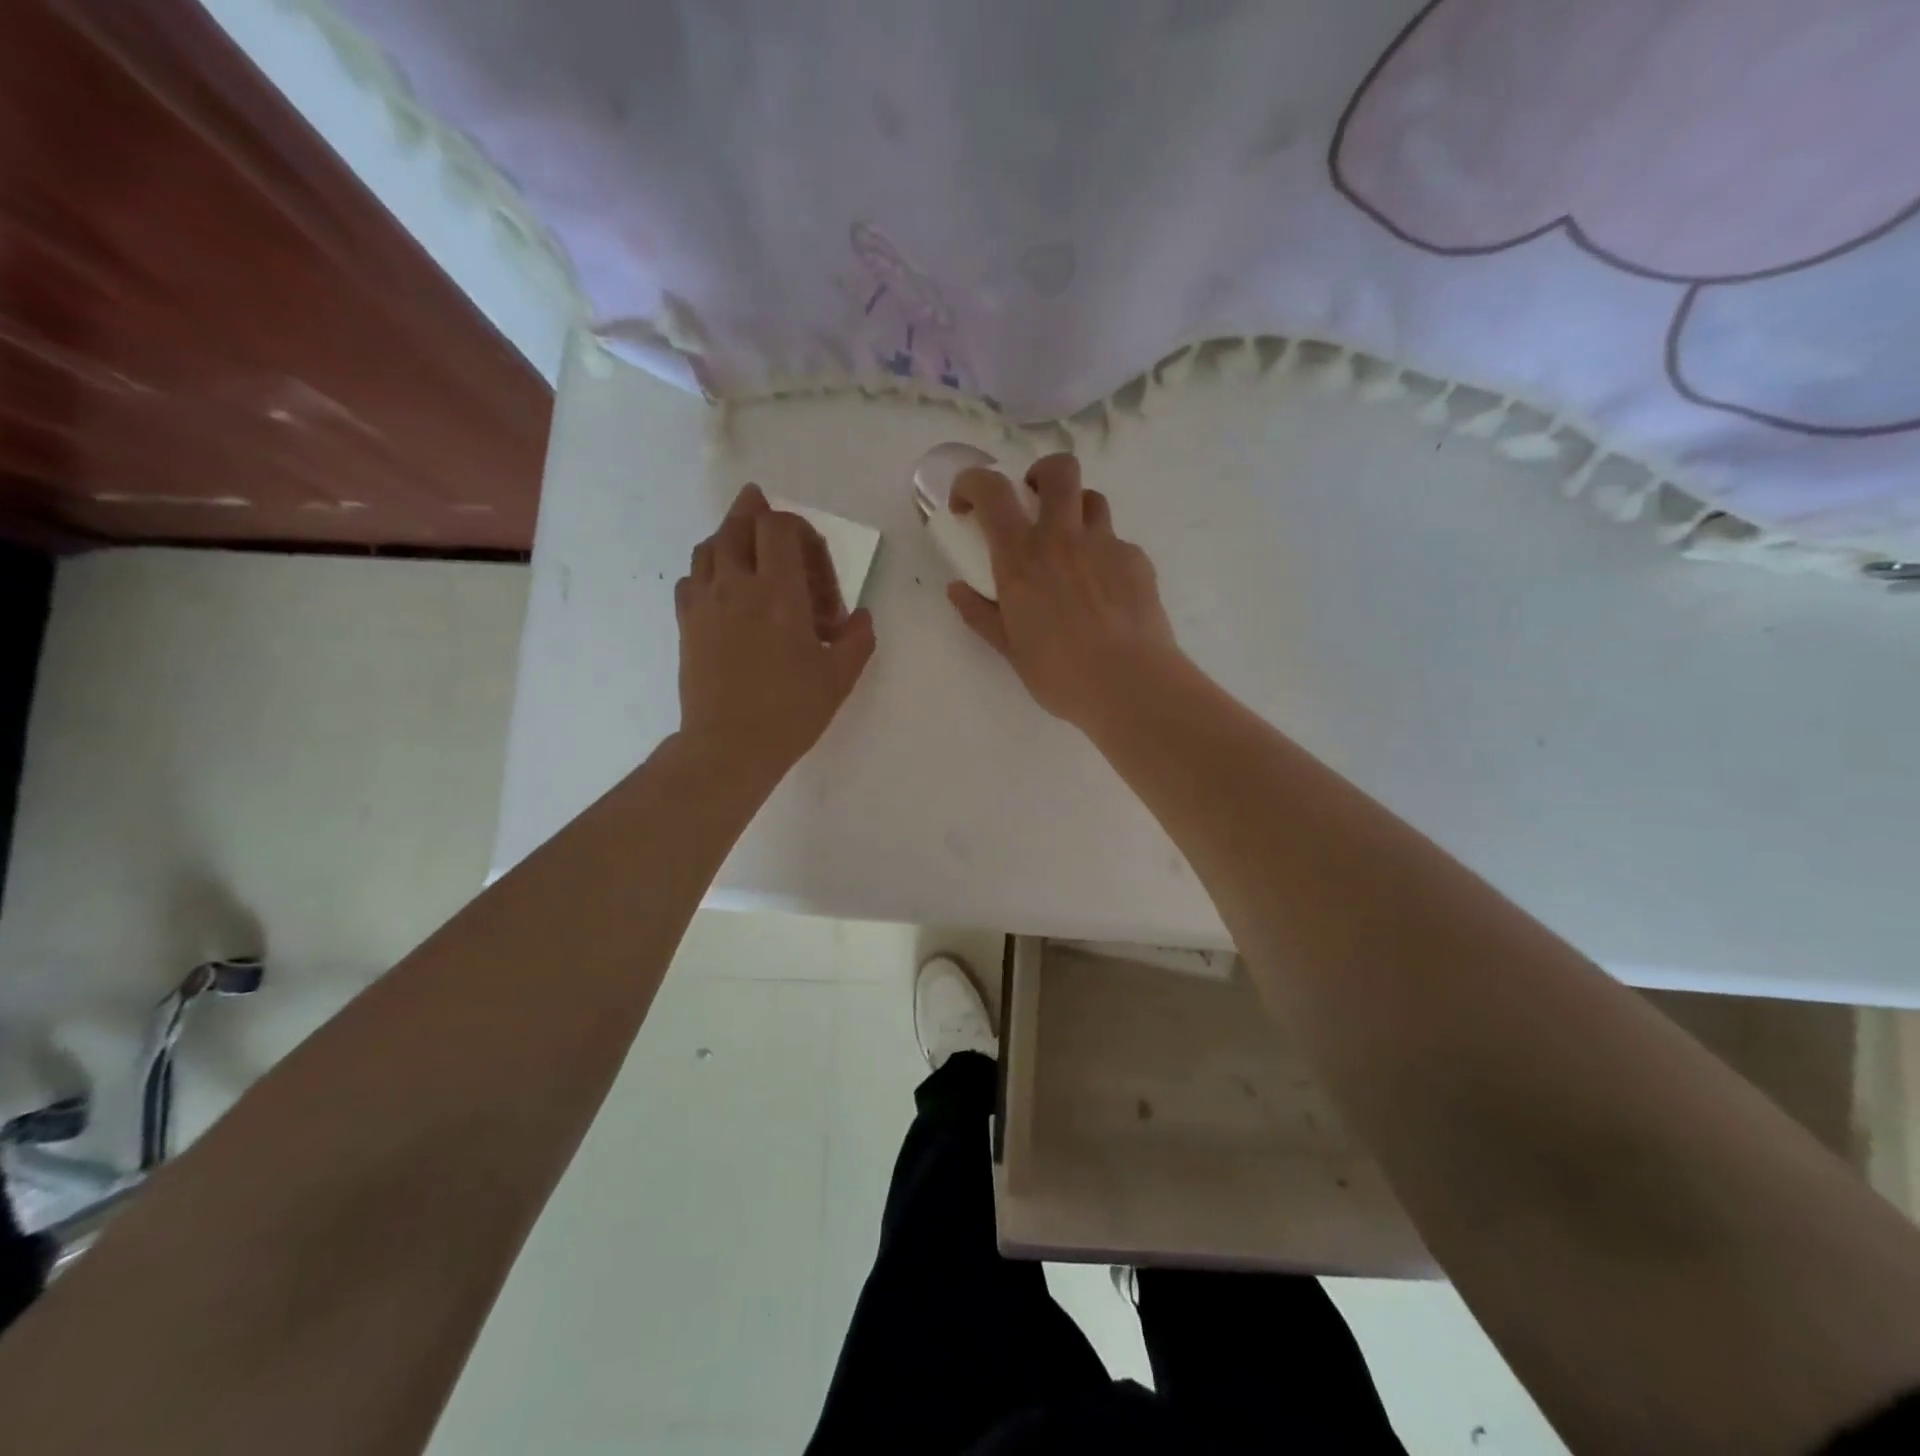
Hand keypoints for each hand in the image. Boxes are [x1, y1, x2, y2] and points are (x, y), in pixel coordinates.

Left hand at [676, 484, 875, 782]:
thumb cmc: (791, 710)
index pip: (779, 527)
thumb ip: (858, 638)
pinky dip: (708, 571)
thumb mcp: (839, 676)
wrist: (729, 746)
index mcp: (778, 591)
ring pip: (709, 546)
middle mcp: (736, 584)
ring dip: (730, 537)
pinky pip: (691, 578)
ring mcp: (705, 603)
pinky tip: (721, 588)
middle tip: (770, 514)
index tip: (814, 561)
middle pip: (737, 523)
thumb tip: (860, 617)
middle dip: (756, 512)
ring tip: (746, 547)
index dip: (799, 528)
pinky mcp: (686, 624)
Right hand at [947, 454, 1184, 734]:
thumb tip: (956, 590)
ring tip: (1072, 549)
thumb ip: (980, 614)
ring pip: (1091, 499)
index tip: (967, 504)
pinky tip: (1106, 593)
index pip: (992, 490)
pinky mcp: (1137, 560)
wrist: (1131, 685)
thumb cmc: (1060, 674)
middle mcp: (1063, 538)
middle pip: (1058, 470)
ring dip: (1076, 513)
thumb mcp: (1010, 649)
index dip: (972, 483)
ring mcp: (1105, 544)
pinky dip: (1103, 555)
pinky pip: (1116, 542)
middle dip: (1041, 474)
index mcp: (1022, 558)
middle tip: (1034, 503)